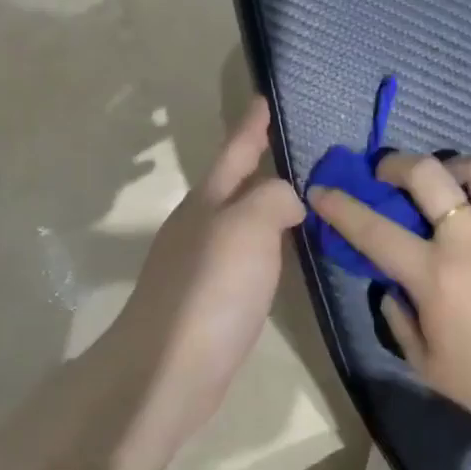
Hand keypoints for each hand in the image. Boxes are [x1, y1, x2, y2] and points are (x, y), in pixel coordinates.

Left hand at [101, 98, 303, 469]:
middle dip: (260, 162)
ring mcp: (203, 264)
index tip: (265, 99)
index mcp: (207, 203)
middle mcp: (201, 227)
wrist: (169, 371)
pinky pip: (249, 255)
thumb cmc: (209, 291)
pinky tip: (285, 253)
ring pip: (242, 220)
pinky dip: (269, 244)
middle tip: (297, 147)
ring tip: (301, 195)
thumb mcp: (246, 228)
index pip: (234, 152)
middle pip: (235, 184)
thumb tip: (288, 200)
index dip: (251, 125)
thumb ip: (272, 199)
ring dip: (267, 204)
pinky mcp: (213, 299)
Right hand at [309, 153, 470, 429]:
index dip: (341, 207)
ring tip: (450, 185)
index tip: (322, 191)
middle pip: (427, 174)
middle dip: (397, 164)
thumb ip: (397, 316)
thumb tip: (389, 282)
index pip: (374, 230)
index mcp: (435, 276)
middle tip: (390, 175)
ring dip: (455, 169)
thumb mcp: (424, 362)